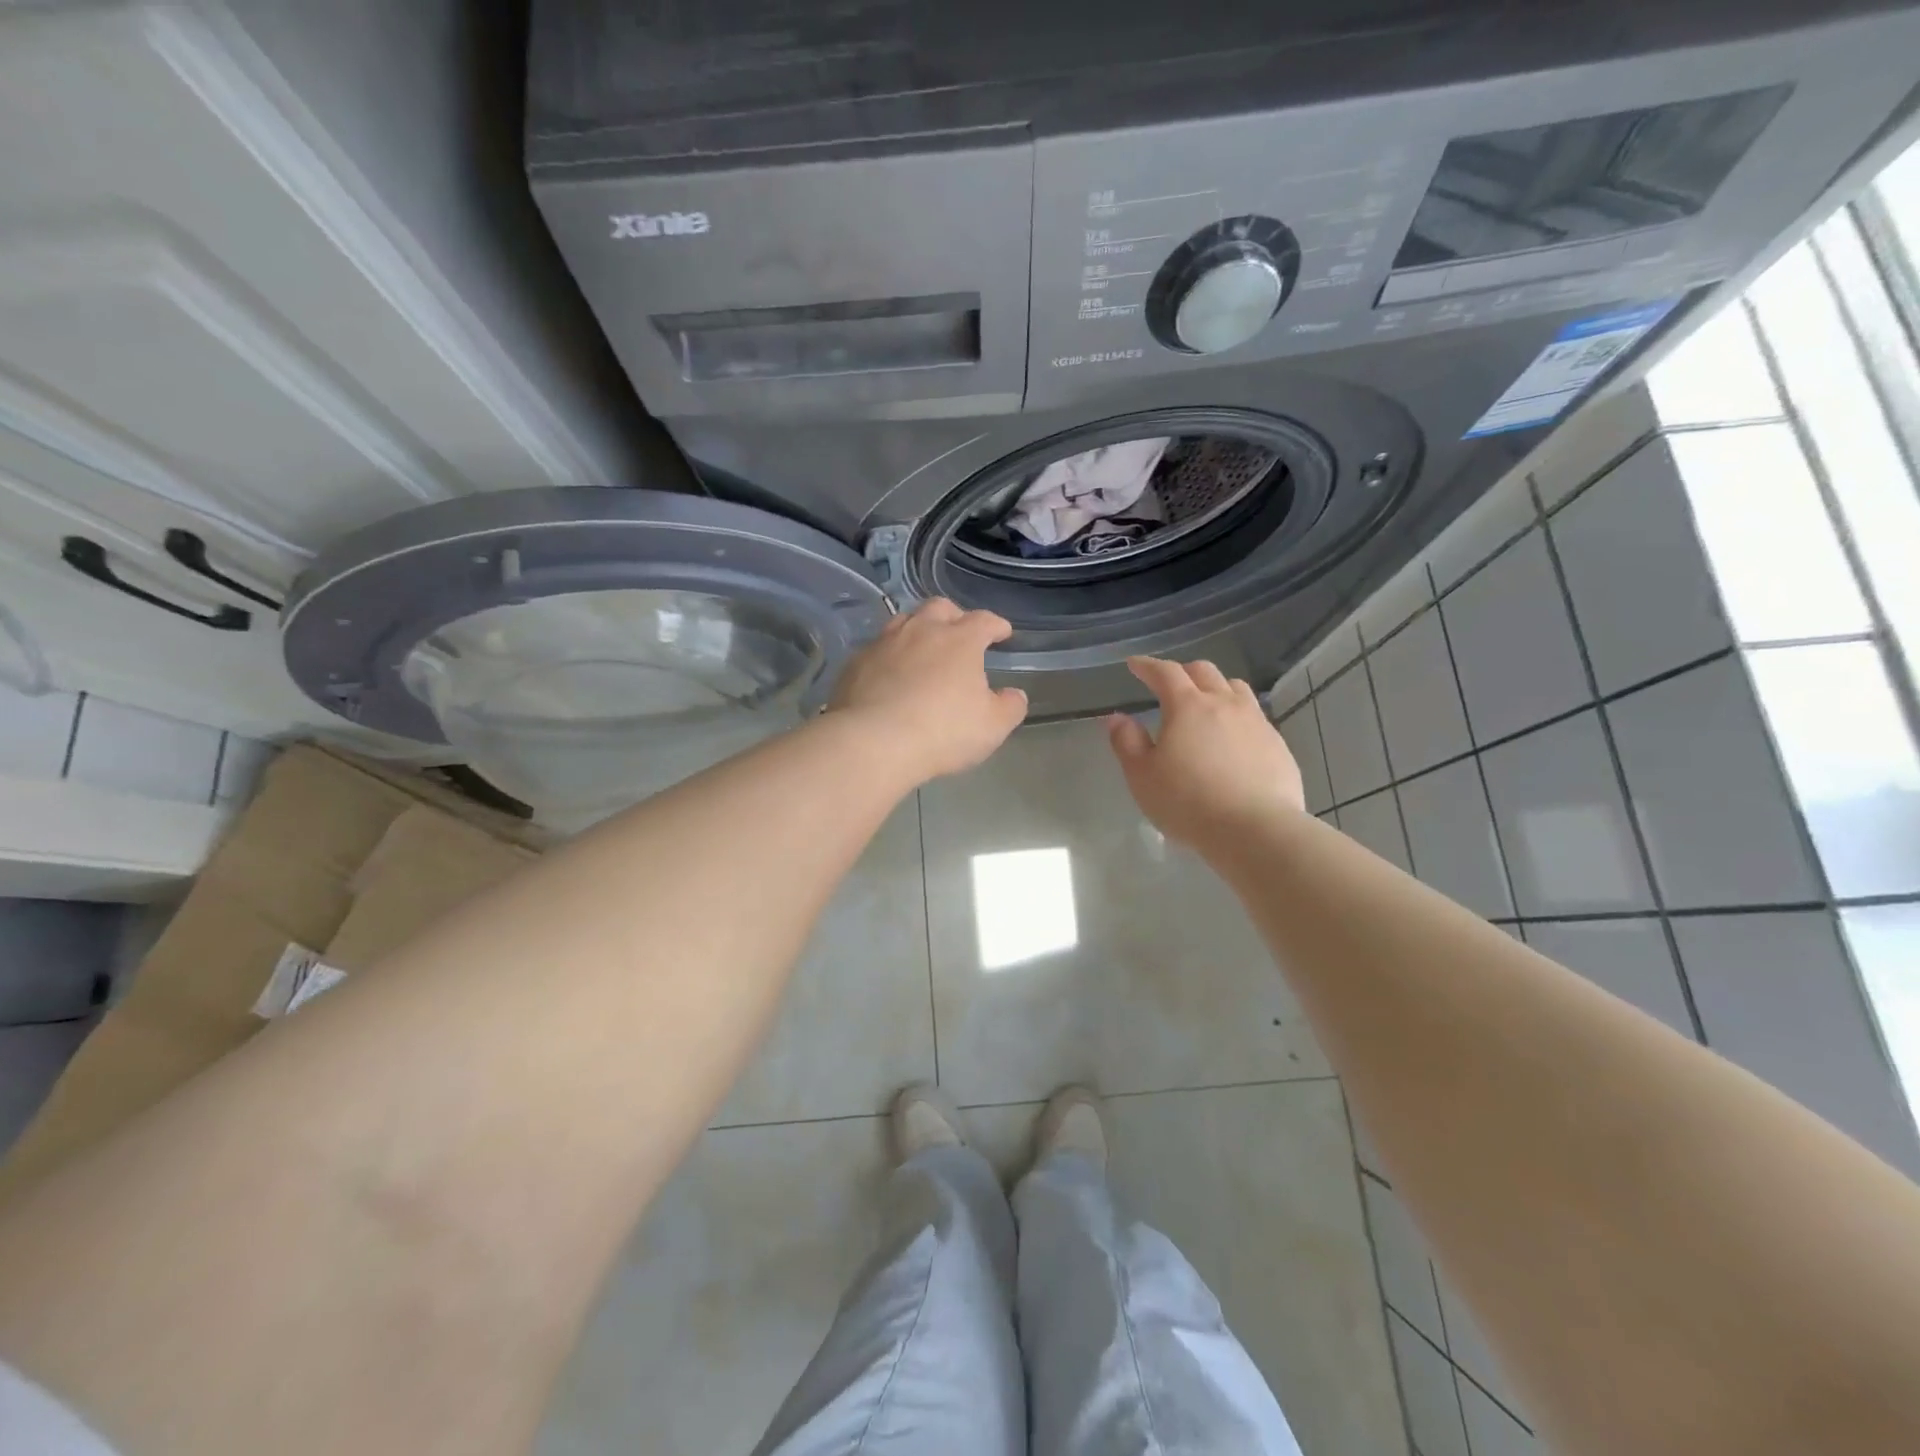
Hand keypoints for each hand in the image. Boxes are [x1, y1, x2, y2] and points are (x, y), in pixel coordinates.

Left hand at [828, 599, 1028, 780]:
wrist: (873, 742)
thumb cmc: (943, 731)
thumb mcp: (992, 726)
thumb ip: (1009, 707)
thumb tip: (1014, 694)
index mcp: (960, 640)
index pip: (984, 620)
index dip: (996, 625)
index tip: (1002, 633)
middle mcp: (921, 630)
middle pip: (940, 608)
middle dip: (954, 616)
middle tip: (960, 633)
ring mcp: (884, 643)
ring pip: (904, 621)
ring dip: (918, 629)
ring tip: (923, 648)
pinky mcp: (856, 663)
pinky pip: (877, 649)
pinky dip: (889, 655)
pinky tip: (890, 674)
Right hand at [1107, 657, 1304, 844]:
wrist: (1256, 830)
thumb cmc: (1188, 803)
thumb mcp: (1142, 776)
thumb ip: (1127, 743)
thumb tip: (1118, 718)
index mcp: (1187, 706)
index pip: (1165, 672)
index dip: (1148, 666)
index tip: (1135, 664)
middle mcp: (1224, 704)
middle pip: (1204, 671)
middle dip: (1182, 671)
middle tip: (1169, 684)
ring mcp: (1256, 722)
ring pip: (1236, 688)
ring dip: (1216, 687)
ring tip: (1206, 702)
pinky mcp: (1278, 745)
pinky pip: (1255, 717)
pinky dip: (1237, 715)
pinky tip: (1233, 737)